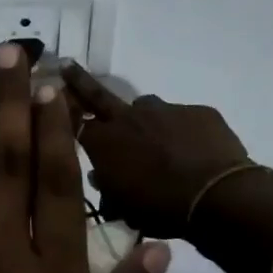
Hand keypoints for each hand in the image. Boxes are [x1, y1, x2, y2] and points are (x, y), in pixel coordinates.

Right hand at [59, 62, 251, 238]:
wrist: (218, 198)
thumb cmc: (159, 207)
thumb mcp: (121, 205)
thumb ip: (107, 185)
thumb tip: (101, 175)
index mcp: (103, 141)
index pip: (73, 122)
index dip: (63, 114)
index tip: (54, 102)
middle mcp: (128, 117)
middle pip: (97, 94)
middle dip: (78, 80)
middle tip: (67, 65)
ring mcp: (166, 110)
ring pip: (147, 110)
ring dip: (146, 122)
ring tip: (160, 145)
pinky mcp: (199, 112)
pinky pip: (183, 119)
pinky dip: (183, 133)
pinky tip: (194, 153)